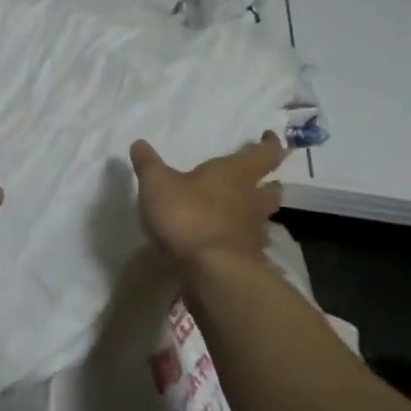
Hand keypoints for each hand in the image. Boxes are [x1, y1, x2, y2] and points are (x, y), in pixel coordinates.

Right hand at [129, 133, 287, 265]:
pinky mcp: (249, 261)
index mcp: (235, 173)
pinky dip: (243, 241)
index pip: (263, 154)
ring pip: (264, 218)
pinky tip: (229, 244)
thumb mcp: (157, 184)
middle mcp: (251, 200)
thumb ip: (148, 163)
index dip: (270, 144)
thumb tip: (139, 143)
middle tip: (261, 180)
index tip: (271, 138)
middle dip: (269, 183)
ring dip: (256, 213)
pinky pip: (250, 245)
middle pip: (271, 189)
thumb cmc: (187, 215)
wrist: (213, 272)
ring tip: (242, 213)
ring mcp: (254, 233)